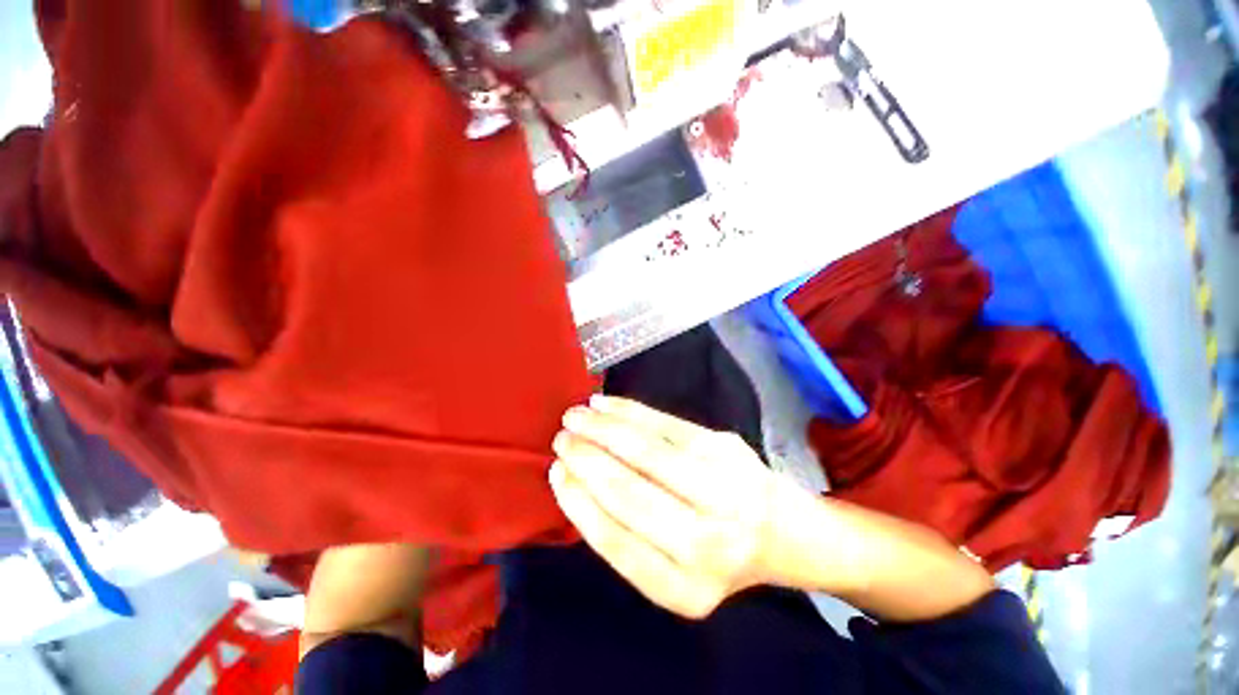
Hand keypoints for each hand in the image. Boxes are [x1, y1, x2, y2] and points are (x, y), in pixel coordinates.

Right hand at [549, 395, 778, 618]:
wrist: (786, 530)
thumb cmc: (718, 552)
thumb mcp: (675, 569)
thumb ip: (630, 536)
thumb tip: (579, 482)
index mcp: (686, 588)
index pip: (617, 542)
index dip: (580, 503)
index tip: (557, 472)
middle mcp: (708, 543)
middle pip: (630, 492)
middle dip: (587, 460)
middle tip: (562, 439)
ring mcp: (722, 487)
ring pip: (647, 450)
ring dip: (604, 429)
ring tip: (576, 416)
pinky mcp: (726, 446)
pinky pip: (667, 424)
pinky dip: (630, 411)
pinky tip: (605, 405)